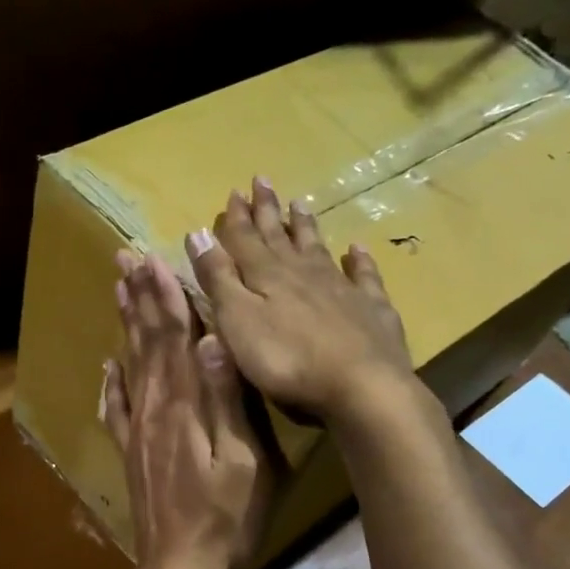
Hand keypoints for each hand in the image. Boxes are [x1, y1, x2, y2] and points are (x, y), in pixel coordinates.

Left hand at [102, 251, 269, 568]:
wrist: (180, 568)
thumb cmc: (227, 518)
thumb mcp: (243, 461)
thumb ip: (227, 401)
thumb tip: (214, 341)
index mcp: (185, 406)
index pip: (175, 338)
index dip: (167, 297)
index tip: (155, 259)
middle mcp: (155, 409)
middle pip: (147, 342)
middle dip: (140, 297)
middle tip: (126, 259)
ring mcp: (138, 431)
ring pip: (129, 365)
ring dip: (125, 326)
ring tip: (119, 292)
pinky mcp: (131, 452)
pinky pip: (116, 408)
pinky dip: (111, 381)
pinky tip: (107, 365)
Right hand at [186, 177, 419, 423]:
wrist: (361, 386)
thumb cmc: (287, 360)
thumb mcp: (237, 321)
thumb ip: (218, 278)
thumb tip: (198, 233)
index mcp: (267, 277)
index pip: (245, 240)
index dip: (236, 218)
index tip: (233, 192)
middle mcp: (303, 273)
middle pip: (281, 237)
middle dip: (268, 211)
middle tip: (263, 182)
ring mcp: (341, 289)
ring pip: (318, 249)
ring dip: (306, 227)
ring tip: (300, 204)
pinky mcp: (371, 310)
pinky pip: (364, 277)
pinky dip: (358, 260)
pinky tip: (356, 248)